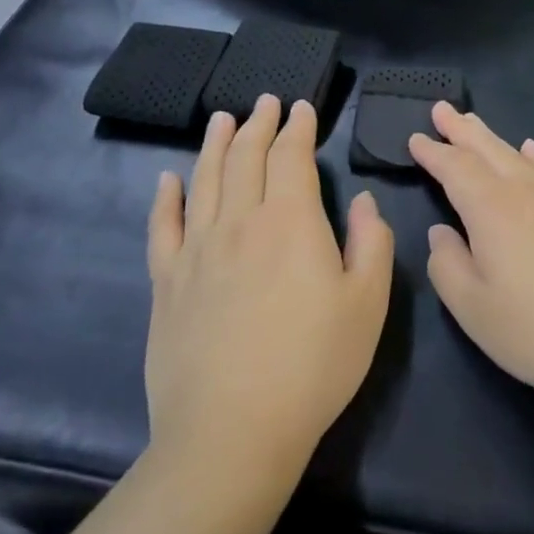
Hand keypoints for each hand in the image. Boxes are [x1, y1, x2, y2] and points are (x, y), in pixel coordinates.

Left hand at [146, 96, 393, 479]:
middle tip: (265, 101)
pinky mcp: (167, 284)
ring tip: (222, 119)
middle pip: (246, 158)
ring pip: (204, 180)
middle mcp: (239, 223)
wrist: (232, 432)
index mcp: (290, 222)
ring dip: (215, 145)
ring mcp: (196, 252)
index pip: (291, 157)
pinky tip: (168, 180)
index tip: (302, 107)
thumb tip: (362, 201)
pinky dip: (166, 198)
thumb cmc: (313, 365)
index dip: (297, 128)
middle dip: (258, 125)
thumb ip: (371, 242)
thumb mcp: (368, 303)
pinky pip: (162, 227)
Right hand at [408, 103, 533, 412]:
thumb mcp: (474, 310)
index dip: (433, 152)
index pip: (455, 169)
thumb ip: (447, 265)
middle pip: (488, 150)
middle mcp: (528, 190)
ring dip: (493, 138)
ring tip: (476, 124)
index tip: (415, 138)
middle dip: (461, 130)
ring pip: (521, 155)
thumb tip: (441, 232)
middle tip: (441, 109)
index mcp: (493, 209)